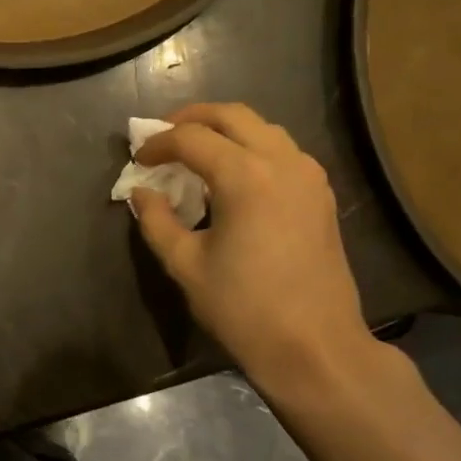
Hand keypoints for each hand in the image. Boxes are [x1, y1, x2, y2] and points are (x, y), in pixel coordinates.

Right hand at [130, 103, 379, 396]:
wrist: (315, 345)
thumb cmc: (243, 309)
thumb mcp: (186, 265)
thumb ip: (157, 221)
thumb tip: (142, 193)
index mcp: (246, 176)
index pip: (192, 138)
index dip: (159, 143)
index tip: (138, 159)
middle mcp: (282, 162)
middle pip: (233, 116)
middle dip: (193, 119)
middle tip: (164, 136)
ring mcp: (308, 176)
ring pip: (263, 128)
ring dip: (226, 131)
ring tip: (197, 153)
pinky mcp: (321, 195)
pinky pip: (282, 151)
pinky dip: (252, 148)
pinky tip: (234, 177)